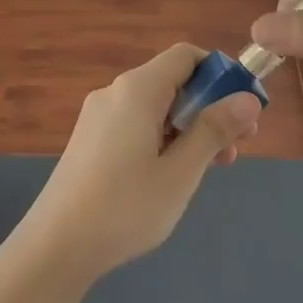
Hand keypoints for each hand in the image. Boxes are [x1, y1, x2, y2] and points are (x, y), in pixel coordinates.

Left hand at [17, 43, 261, 280]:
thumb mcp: (181, 171)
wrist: (56, 245)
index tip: (244, 108)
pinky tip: (173, 173)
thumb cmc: (125, 207)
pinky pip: (135, 124)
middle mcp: (114, 93)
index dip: (220, 73)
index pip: (185, 56)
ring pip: (155, 107)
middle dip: (209, 106)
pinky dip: (162, 137)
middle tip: (237, 146)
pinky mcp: (89, 140)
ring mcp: (97, 117)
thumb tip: (247, 98)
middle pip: (171, 81)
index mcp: (137, 90)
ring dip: (189, 127)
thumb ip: (214, 130)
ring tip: (212, 166)